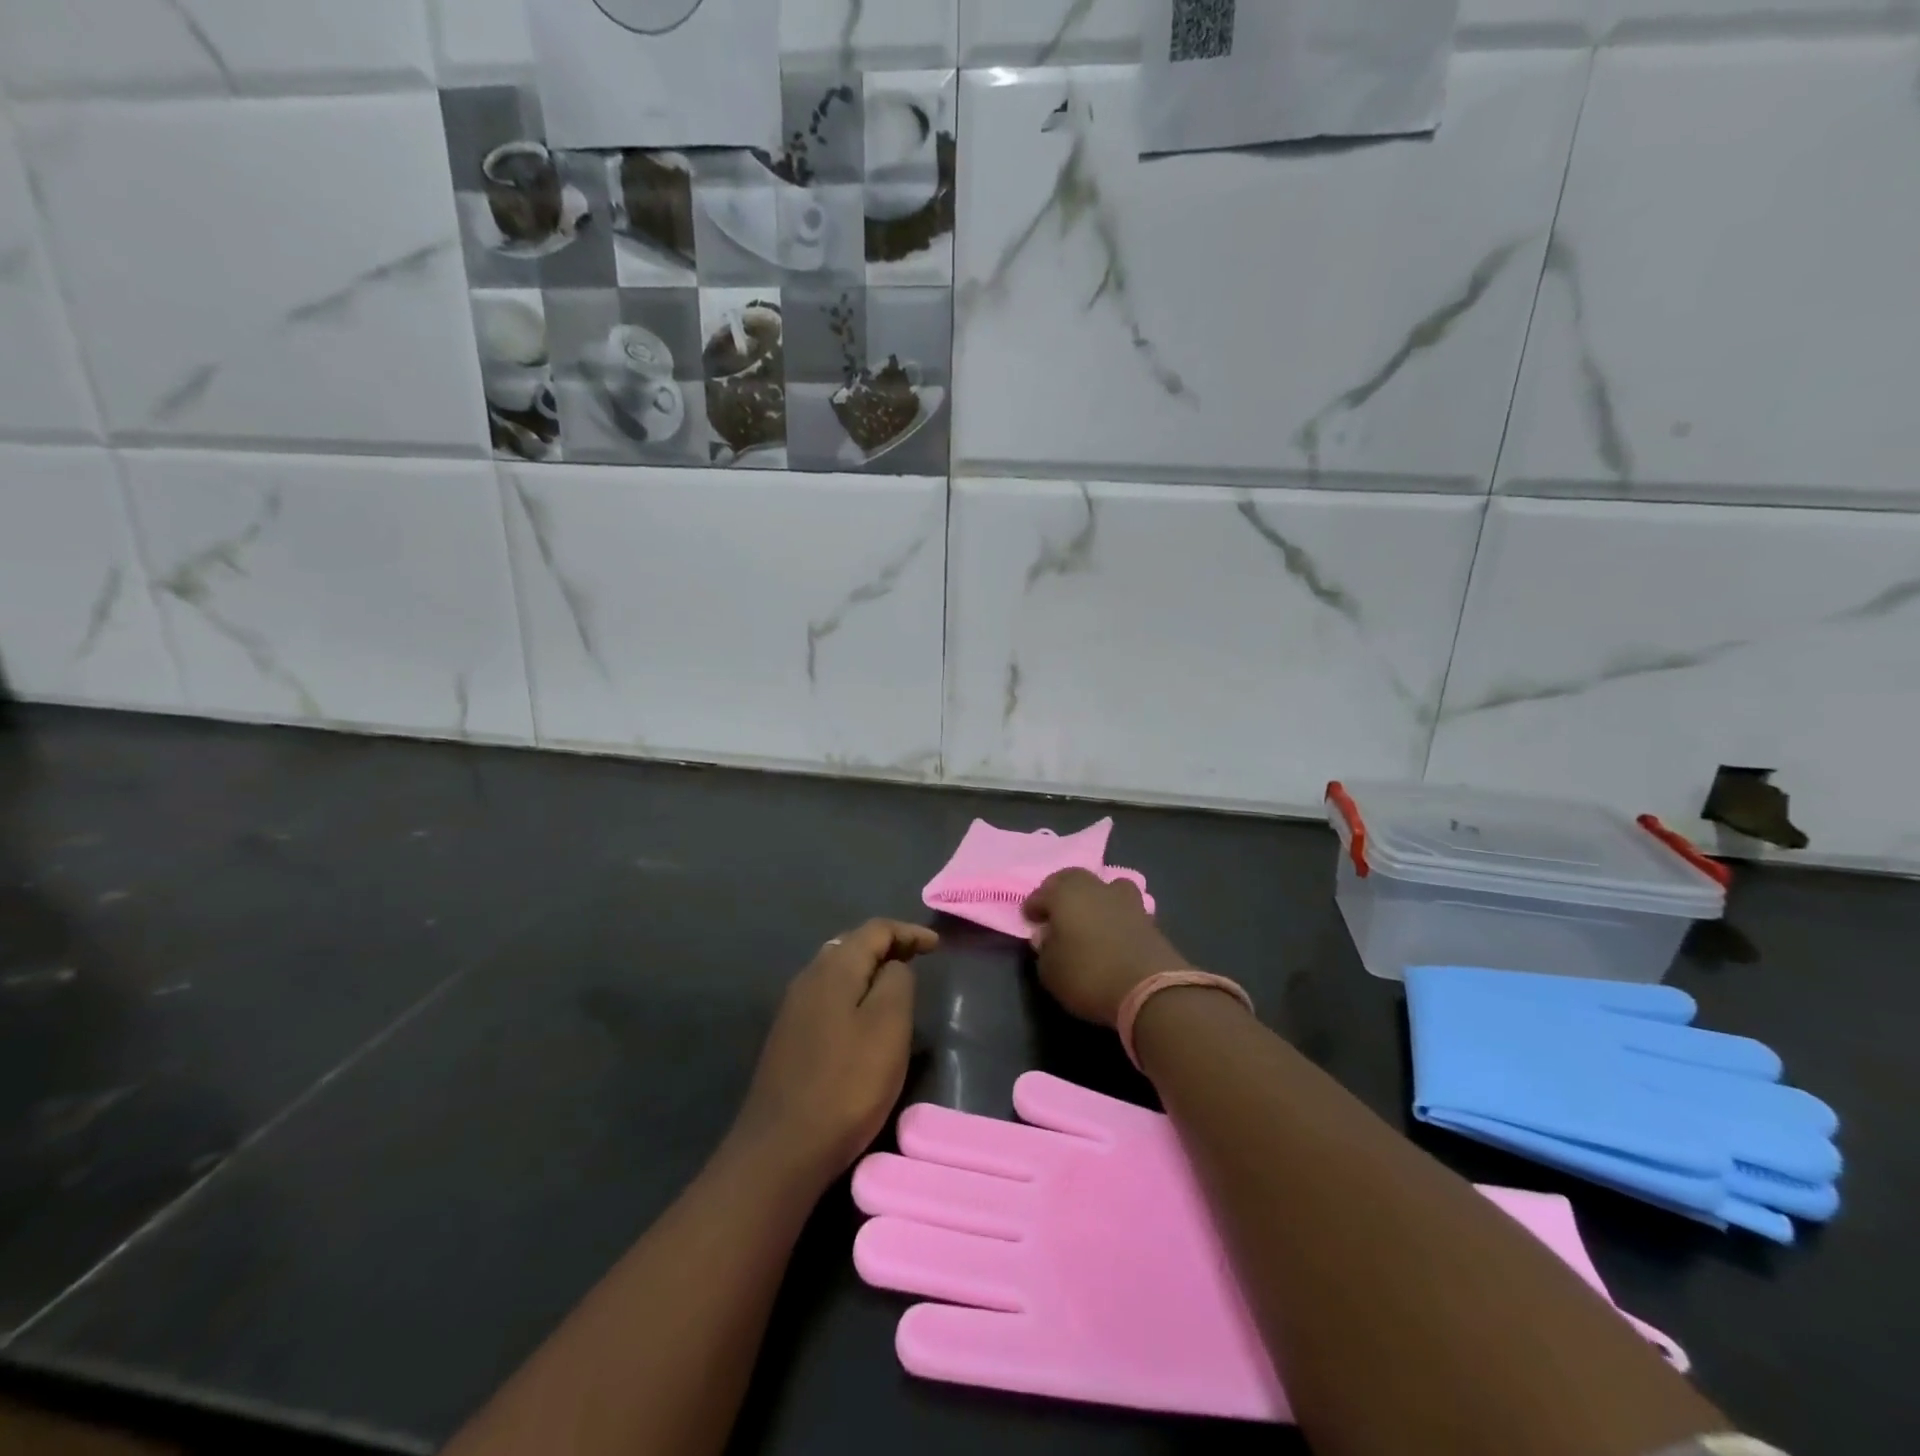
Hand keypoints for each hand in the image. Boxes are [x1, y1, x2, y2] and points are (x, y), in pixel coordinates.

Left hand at [731, 919, 937, 1184]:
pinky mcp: (788, 1037)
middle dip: (887, 945)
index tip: (937, 947)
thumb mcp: (888, 1027)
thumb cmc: (847, 1084)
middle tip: (918, 958)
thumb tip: (893, 967)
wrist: (782, 1149)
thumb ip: (897, 982)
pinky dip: (853, 991)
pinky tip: (863, 1015)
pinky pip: (827, 996)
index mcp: (834, 969)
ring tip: (896, 983)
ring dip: (868, 969)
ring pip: (837, 970)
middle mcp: (808, 978)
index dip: (908, 932)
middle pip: (851, 945)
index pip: (874, 930)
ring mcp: (793, 1008)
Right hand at [1022, 869, 1188, 1028]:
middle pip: (1074, 878)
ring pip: (1105, 887)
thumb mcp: (1050, 971)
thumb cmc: (1089, 975)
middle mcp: (1095, 888)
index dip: (1033, 906)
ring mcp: (1126, 900)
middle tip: (1055, 909)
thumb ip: (1045, 949)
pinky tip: (1111, 931)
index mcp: (1066, 894)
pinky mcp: (1148, 918)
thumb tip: (1049, 937)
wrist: (1150, 989)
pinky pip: (1124, 908)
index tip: (1029, 919)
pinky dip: (1114, 915)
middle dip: (1061, 891)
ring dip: (1094, 897)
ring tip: (1089, 915)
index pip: (1042, 893)